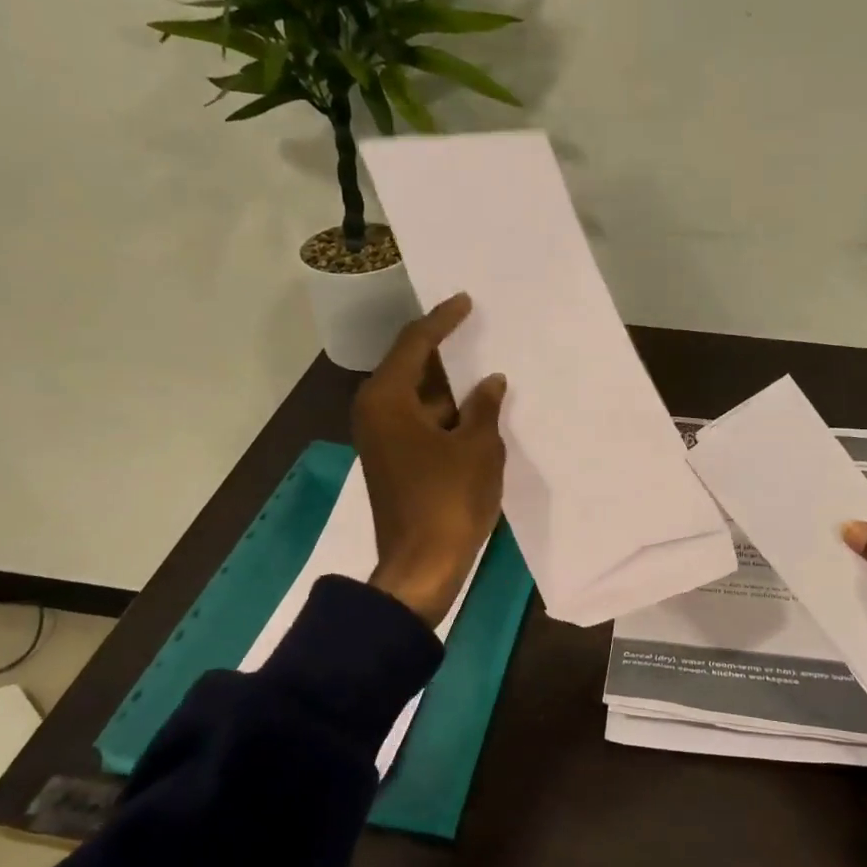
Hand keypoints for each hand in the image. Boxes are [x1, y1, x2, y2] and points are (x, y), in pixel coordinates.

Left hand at [352, 293, 506, 627]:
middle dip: (445, 352)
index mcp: (387, 399)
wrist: (421, 566)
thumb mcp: (477, 449)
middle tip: (477, 330)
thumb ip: (484, 408)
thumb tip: (492, 381)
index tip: (466, 301)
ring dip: (448, 386)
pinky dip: (445, 413)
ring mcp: (381, 439)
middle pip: (410, 368)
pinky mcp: (392, 461)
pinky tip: (475, 411)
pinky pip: (419, 421)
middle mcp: (375, 412)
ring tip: (483, 369)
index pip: (416, 344)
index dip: (443, 320)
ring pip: (417, 398)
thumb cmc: (449, 501)